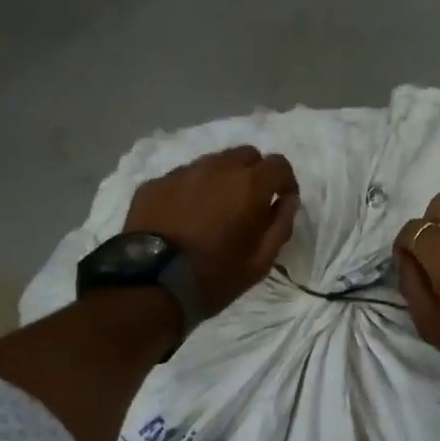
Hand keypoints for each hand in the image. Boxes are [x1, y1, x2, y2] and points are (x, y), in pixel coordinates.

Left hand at [125, 147, 298, 312]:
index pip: (279, 164)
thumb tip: (288, 200)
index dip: (285, 182)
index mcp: (248, 185)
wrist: (151, 285)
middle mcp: (216, 168)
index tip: (280, 202)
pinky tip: (184, 217)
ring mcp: (181, 173)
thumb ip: (280, 225)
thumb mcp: (260, 262)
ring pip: (212, 163)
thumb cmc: (214, 277)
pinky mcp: (154, 184)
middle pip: (246, 155)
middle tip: (248, 204)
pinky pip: (182, 178)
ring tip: (214, 211)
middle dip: (254, 174)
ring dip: (222, 179)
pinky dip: (192, 191)